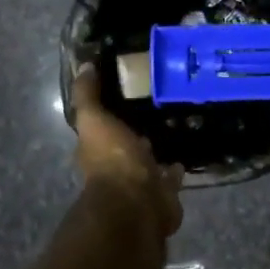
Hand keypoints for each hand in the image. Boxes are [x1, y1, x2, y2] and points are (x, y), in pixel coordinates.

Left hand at [71, 66, 182, 237]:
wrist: (138, 202)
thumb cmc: (113, 159)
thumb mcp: (94, 120)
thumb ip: (88, 96)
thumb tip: (83, 66)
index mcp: (96, 149)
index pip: (101, 125)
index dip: (110, 110)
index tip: (128, 88)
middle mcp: (116, 166)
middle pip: (127, 142)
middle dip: (137, 129)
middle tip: (158, 104)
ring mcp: (140, 181)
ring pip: (149, 159)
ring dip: (157, 148)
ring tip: (177, 124)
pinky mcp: (163, 192)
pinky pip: (170, 176)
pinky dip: (176, 168)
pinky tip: (186, 152)